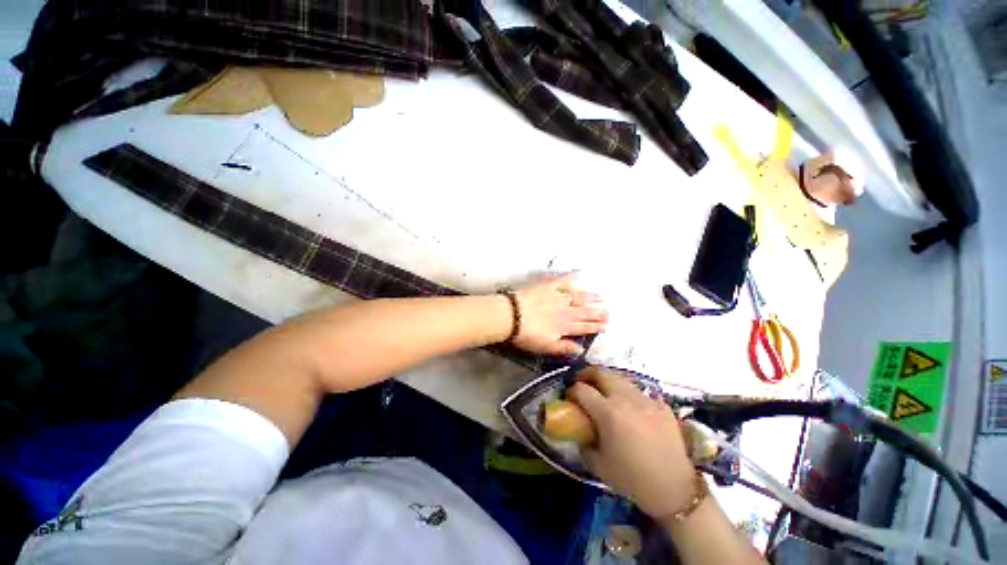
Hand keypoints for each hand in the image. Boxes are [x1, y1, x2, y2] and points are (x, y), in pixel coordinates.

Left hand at [511, 274, 607, 355]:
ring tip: (601, 296)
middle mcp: (565, 311)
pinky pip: (563, 280)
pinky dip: (572, 276)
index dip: (595, 327)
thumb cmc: (527, 335)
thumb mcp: (546, 346)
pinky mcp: (548, 285)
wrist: (511, 316)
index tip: (605, 325)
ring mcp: (557, 296)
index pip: (583, 327)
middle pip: (584, 312)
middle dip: (597, 312)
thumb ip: (565, 347)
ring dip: (590, 297)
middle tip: (609, 312)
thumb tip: (582, 350)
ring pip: (578, 297)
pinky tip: (580, 273)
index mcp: (564, 326)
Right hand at [567, 367, 697, 519]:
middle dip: (587, 374)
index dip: (571, 391)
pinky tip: (630, 409)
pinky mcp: (661, 405)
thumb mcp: (598, 464)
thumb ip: (584, 441)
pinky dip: (628, 395)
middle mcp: (626, 399)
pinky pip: (639, 392)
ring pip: (621, 378)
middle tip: (582, 382)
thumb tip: (579, 429)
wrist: (675, 490)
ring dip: (607, 381)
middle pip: (601, 372)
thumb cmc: (632, 479)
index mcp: (608, 412)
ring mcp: (646, 399)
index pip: (582, 389)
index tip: (569, 397)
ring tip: (604, 393)